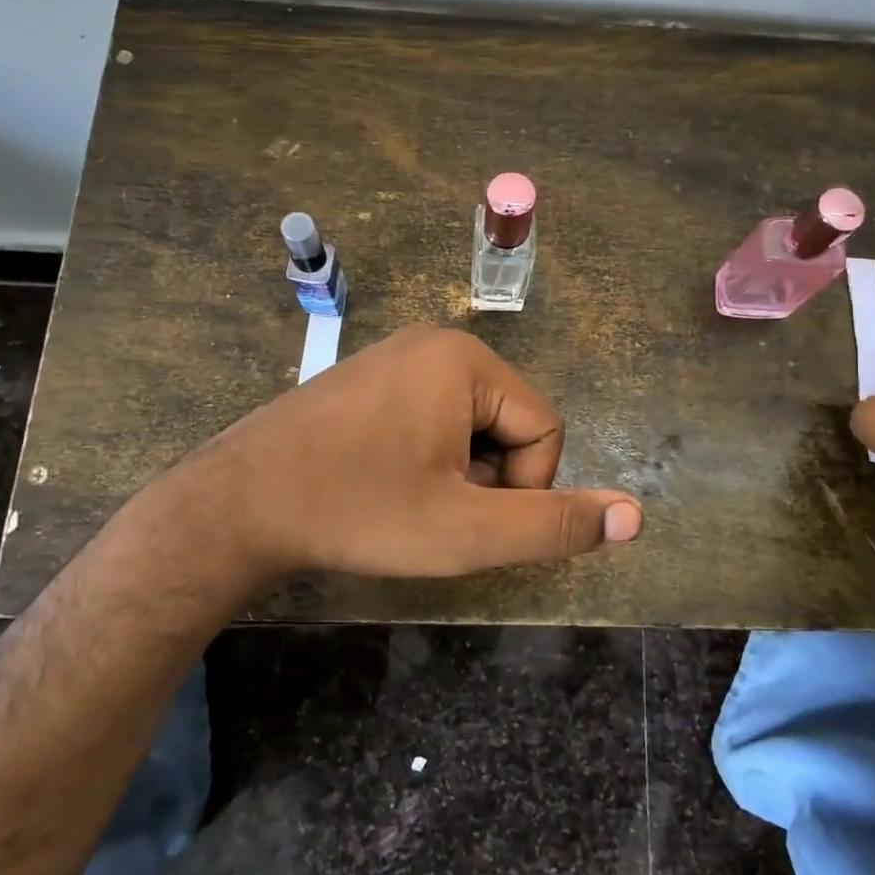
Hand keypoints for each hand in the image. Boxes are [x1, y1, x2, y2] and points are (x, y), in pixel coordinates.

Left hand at [163, 325, 641, 583]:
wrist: (237, 505)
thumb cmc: (359, 511)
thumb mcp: (466, 532)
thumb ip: (555, 524)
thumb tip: (636, 515)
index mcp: (468, 360)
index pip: (546, 430)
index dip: (524, 489)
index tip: (468, 520)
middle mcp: (437, 342)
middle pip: (509, 423)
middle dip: (488, 480)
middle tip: (433, 513)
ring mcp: (398, 355)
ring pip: (471, 425)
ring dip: (459, 474)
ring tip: (406, 500)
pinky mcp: (371, 377)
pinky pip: (432, 416)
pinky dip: (427, 458)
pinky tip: (384, 483)